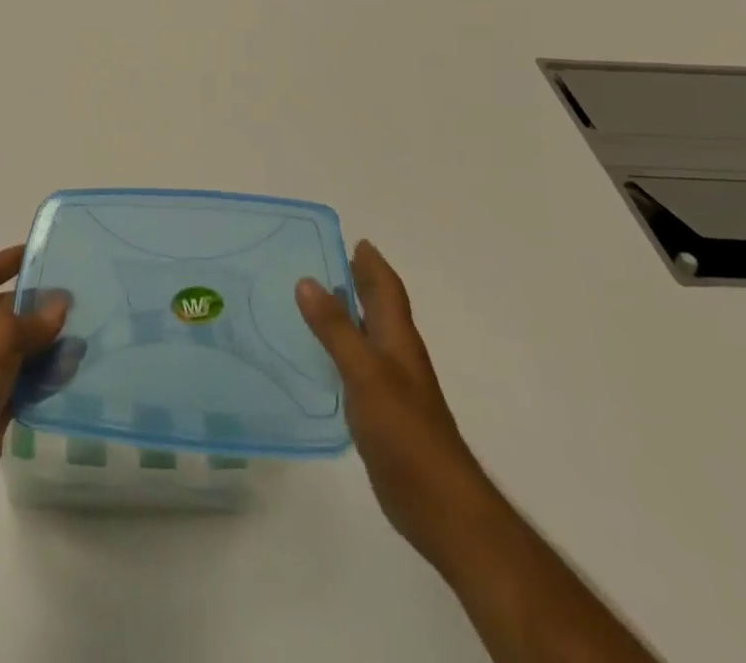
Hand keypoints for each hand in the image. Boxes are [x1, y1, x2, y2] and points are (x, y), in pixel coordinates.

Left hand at [0, 245, 67, 515]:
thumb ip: (34, 318)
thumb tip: (62, 304)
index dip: (13, 260)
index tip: (45, 252)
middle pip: (5, 310)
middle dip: (38, 307)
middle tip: (78, 300)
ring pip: (17, 347)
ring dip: (46, 344)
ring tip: (83, 336)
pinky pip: (22, 380)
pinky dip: (43, 376)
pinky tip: (71, 370)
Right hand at [297, 240, 485, 564]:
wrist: (438, 504)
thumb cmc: (405, 431)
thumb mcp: (365, 373)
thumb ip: (335, 329)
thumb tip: (306, 280)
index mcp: (398, 339)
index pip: (386, 289)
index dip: (372, 264)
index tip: (354, 240)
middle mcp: (396, 356)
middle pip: (378, 308)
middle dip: (358, 282)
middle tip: (323, 261)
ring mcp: (390, 387)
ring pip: (366, 336)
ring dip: (346, 315)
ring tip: (311, 301)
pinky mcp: (380, 415)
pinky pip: (355, 368)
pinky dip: (338, 351)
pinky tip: (317, 358)